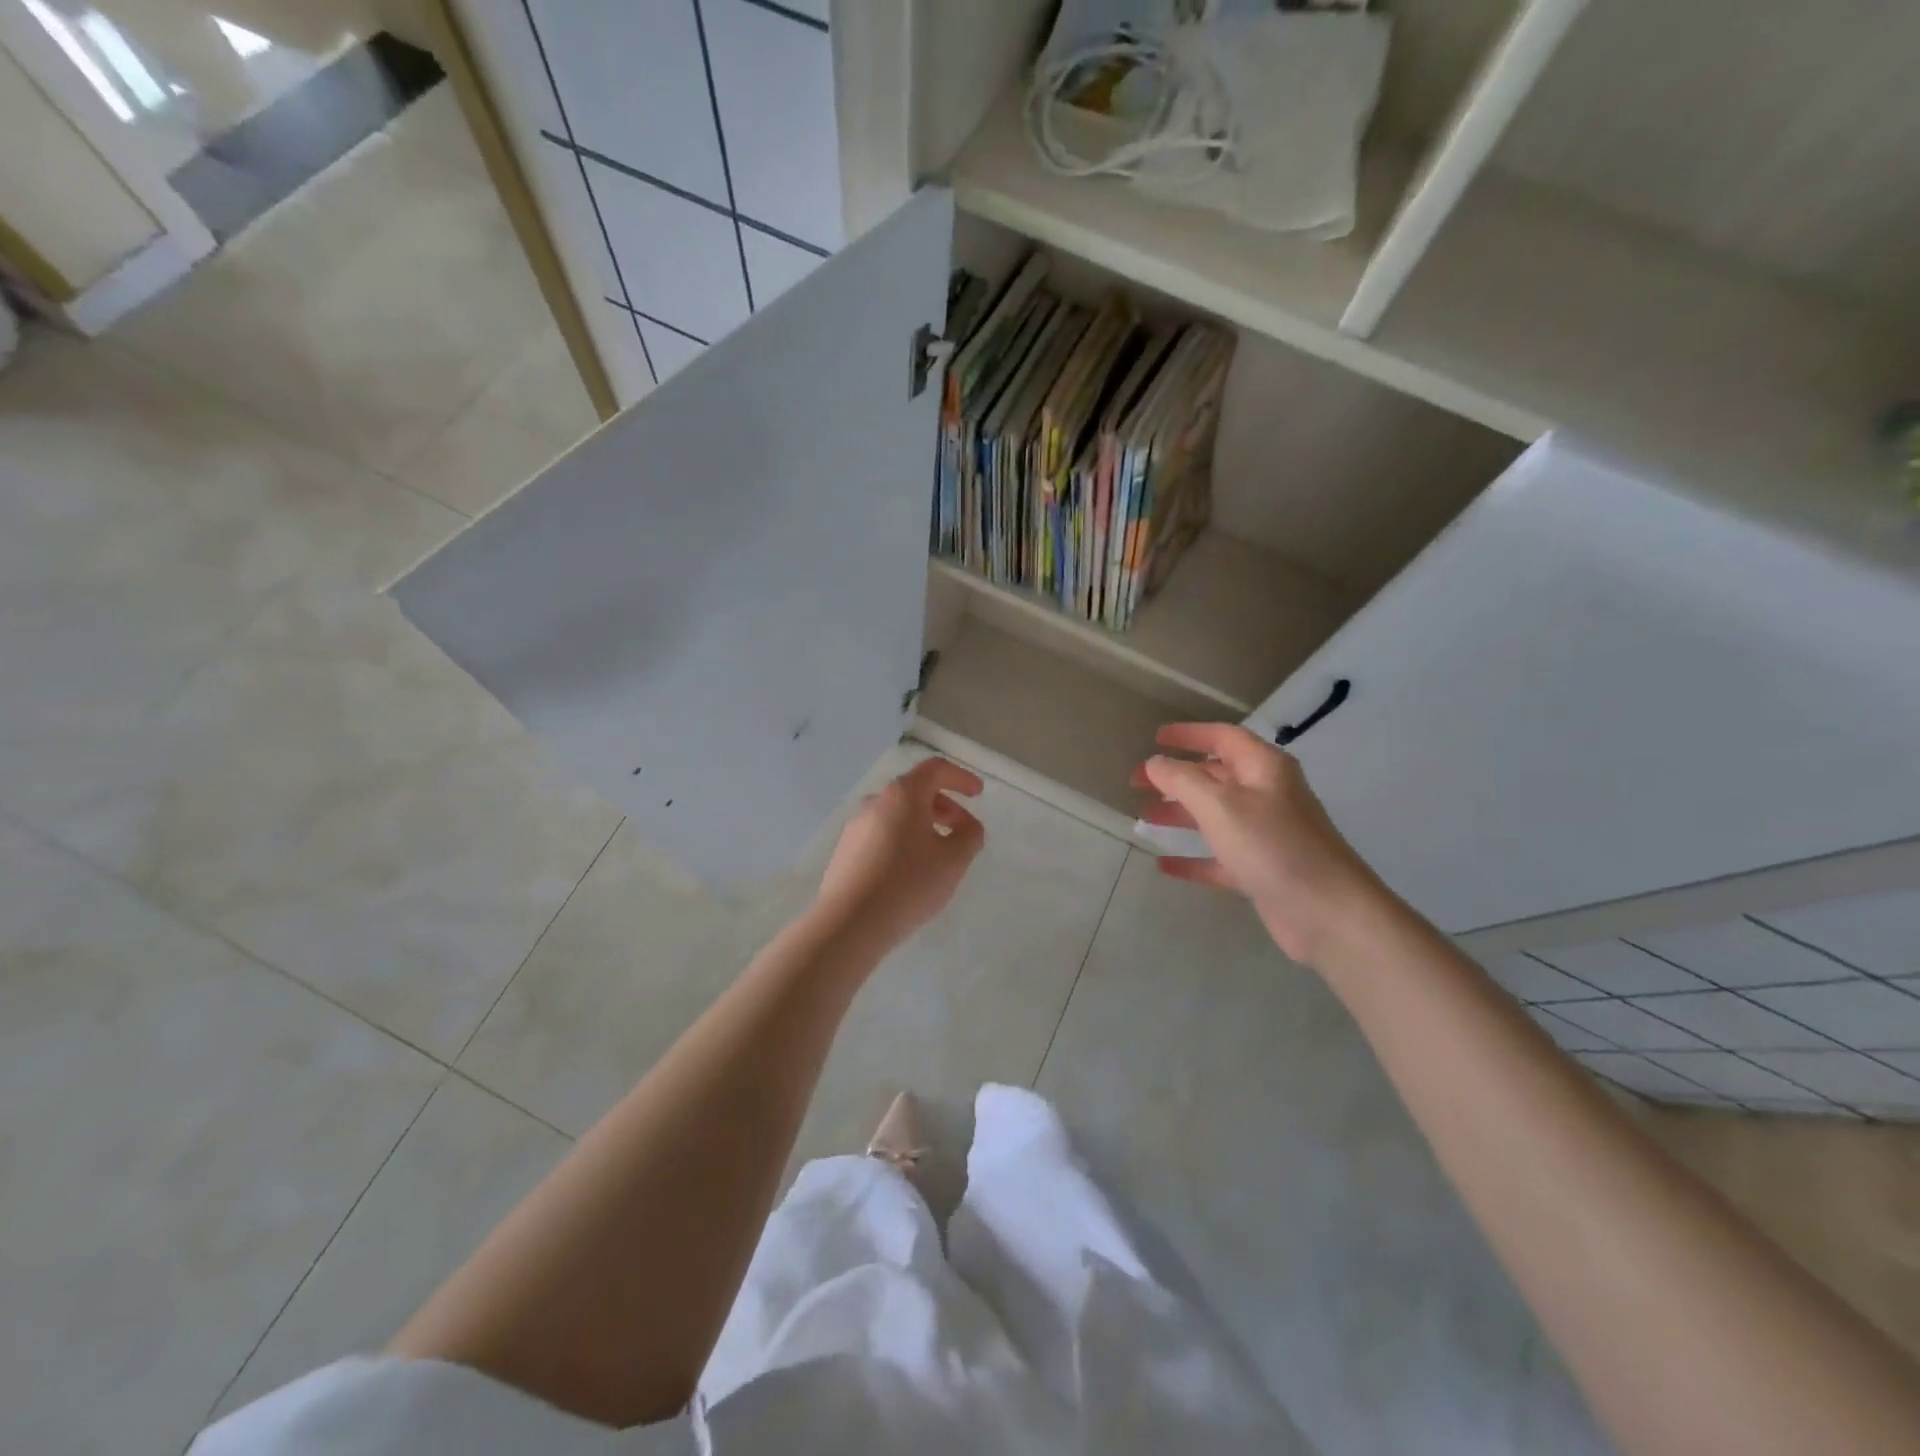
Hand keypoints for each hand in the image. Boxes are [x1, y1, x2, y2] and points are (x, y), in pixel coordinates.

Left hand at [815, 757, 985, 950]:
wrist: (849, 924)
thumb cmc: (908, 884)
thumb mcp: (954, 861)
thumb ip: (970, 835)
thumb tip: (967, 826)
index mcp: (903, 795)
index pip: (935, 769)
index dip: (961, 777)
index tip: (978, 794)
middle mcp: (875, 802)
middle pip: (915, 791)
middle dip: (944, 805)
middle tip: (962, 830)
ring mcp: (855, 826)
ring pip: (897, 814)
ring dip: (923, 824)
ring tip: (938, 854)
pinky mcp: (845, 850)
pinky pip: (881, 834)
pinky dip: (902, 840)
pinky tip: (910, 871)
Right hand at [1134, 723, 1386, 965]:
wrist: (1328, 914)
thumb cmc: (1273, 846)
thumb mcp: (1220, 805)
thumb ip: (1182, 780)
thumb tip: (1155, 763)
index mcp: (1264, 769)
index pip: (1223, 737)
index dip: (1189, 734)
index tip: (1155, 739)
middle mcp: (1267, 796)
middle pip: (1215, 777)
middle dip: (1176, 777)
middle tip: (1137, 783)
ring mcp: (1266, 835)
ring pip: (1215, 816)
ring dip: (1180, 813)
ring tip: (1144, 816)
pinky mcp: (1262, 871)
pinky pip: (1219, 858)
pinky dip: (1193, 858)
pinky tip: (1164, 864)